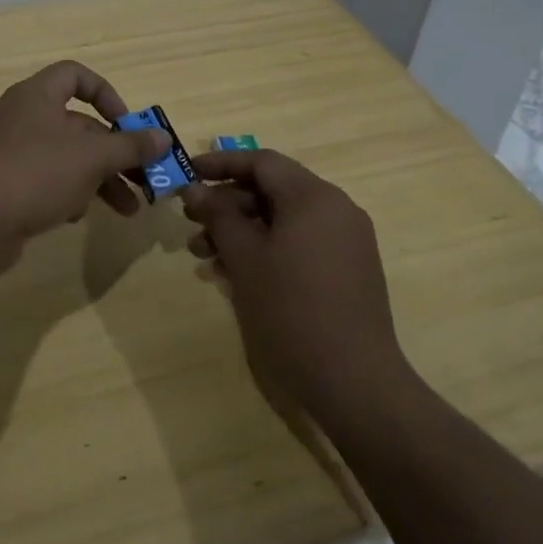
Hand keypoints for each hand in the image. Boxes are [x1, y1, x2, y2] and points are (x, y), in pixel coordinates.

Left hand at [0, 61, 167, 248]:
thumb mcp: (90, 157)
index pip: (75, 76)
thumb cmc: (33, 173)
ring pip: (67, 160)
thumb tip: (163, 137)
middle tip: (145, 178)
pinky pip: (46, 184)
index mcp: (38, 97)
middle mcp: (24, 119)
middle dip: (115, 153)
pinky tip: (77, 217)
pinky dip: (68, 197)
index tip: (127, 123)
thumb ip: (129, 146)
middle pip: (79, 126)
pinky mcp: (6, 188)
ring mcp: (12, 155)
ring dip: (100, 181)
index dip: (106, 93)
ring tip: (128, 211)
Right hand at [182, 149, 408, 418]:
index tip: (187, 174)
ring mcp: (346, 240)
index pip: (262, 161)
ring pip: (284, 219)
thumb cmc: (291, 310)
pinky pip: (300, 242)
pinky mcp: (348, 269)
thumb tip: (194, 189)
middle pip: (273, 189)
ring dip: (242, 230)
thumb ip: (218, 216)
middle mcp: (336, 209)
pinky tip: (235, 273)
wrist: (354, 381)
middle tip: (190, 223)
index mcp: (314, 197)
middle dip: (227, 204)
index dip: (221, 163)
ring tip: (204, 256)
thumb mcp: (245, 258)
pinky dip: (267, 248)